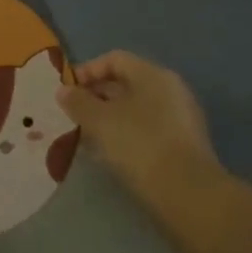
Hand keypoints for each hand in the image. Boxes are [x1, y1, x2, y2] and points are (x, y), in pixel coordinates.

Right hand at [56, 50, 219, 200]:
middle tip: (72, 115)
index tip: (67, 92)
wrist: (187, 193)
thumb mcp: (99, 120)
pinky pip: (146, 129)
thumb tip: (64, 91)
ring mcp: (180, 118)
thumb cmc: (138, 144)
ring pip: (135, 108)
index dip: (86, 71)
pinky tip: (108, 152)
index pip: (114, 59)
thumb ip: (78, 101)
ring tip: (85, 136)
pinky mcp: (182, 144)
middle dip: (95, 96)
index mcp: (153, 75)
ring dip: (108, 118)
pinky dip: (124, 134)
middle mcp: (170, 90)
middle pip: (125, 83)